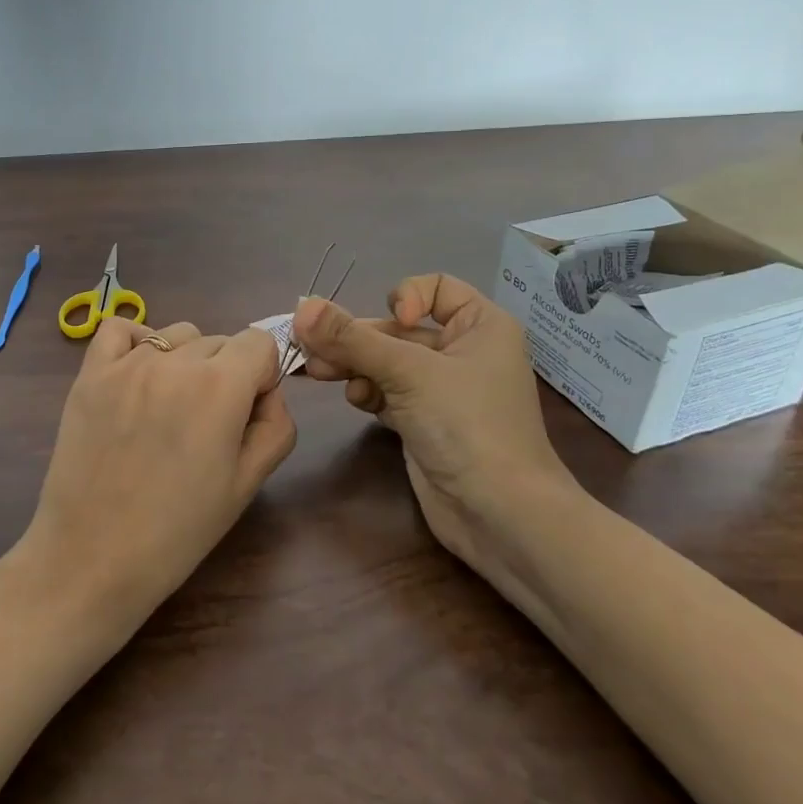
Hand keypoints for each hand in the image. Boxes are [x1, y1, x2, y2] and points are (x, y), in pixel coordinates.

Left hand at [21, 318, 296, 629]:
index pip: (260, 342)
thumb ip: (275, 426)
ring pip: (176, 335)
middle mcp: (175, 361)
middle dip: (226, 373)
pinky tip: (137, 377)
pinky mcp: (90, 373)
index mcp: (221, 387)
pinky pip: (120, 329)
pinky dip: (136, 342)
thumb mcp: (248, 485)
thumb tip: (266, 392)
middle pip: (219, 341)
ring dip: (184, 360)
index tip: (246, 412)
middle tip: (206, 426)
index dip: (262, 376)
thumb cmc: (178, 531)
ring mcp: (127, 363)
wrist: (93, 558)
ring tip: (168, 409)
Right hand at [291, 273, 579, 575]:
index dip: (406, 296)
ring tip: (318, 374)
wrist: (500, 515)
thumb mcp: (408, 373)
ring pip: (387, 362)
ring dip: (353, 364)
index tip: (392, 320)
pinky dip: (368, 392)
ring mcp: (442, 390)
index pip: (436, 288)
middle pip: (398, 329)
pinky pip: (387, 392)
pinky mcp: (424, 422)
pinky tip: (356, 401)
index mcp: (480, 326)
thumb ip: (351, 339)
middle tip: (311, 348)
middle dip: (357, 338)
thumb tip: (301, 306)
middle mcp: (463, 352)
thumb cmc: (467, 425)